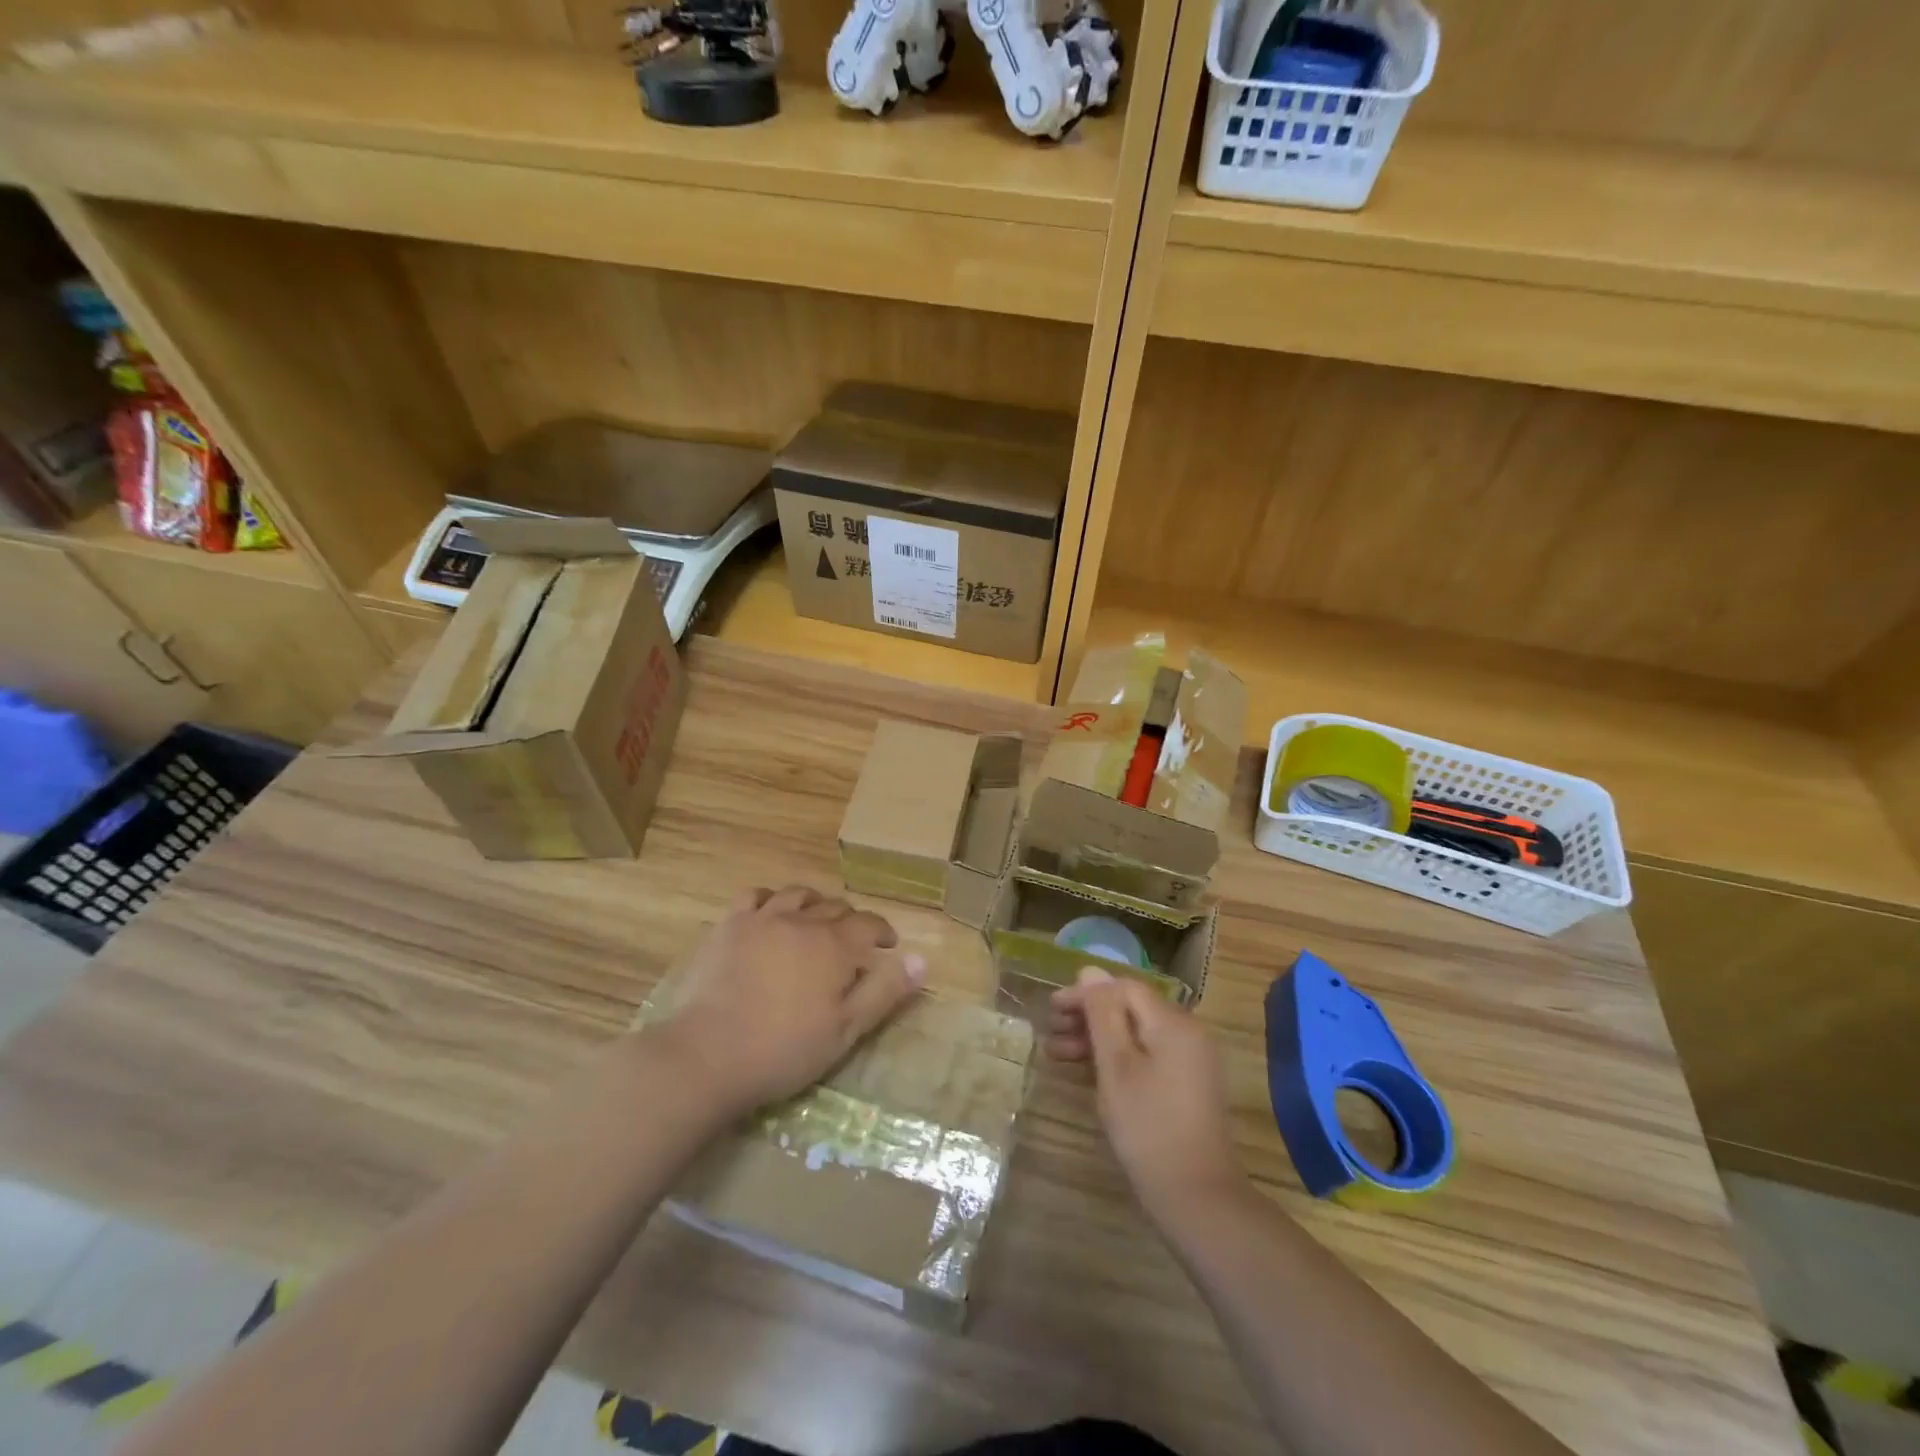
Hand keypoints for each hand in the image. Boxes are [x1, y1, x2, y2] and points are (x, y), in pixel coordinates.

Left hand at [650, 884, 926, 1116]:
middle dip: (851, 920)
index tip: (888, 945)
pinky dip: (771, 899)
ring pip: (798, 895)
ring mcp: (762, 918)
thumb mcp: (845, 1031)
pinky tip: (771, 913)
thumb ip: (885, 992)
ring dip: (814, 904)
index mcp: (834, 945)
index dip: (882, 931)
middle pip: (835, 907)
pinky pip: (755, 896)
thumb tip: (922, 960)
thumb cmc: (783, 1050)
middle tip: (853, 941)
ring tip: (815, 920)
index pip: (869, 924)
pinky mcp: (729, 925)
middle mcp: (802, 920)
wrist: (707, 1055)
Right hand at [1048, 967, 1242, 1220]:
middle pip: (1130, 1009)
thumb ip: (1102, 1014)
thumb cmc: (1149, 1127)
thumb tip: (1090, 970)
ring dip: (1098, 1039)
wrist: (1198, 1198)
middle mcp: (1187, 1032)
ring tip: (1059, 1054)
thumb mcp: (1116, 1066)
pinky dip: (1117, 1058)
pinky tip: (1089, 1073)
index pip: (1123, 988)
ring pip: (1136, 1033)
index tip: (1052, 1009)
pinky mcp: (1188, 1085)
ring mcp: (1191, 1060)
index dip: (1085, 993)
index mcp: (1173, 1022)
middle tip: (1051, 1033)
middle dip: (1088, 1016)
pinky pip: (1148, 1054)